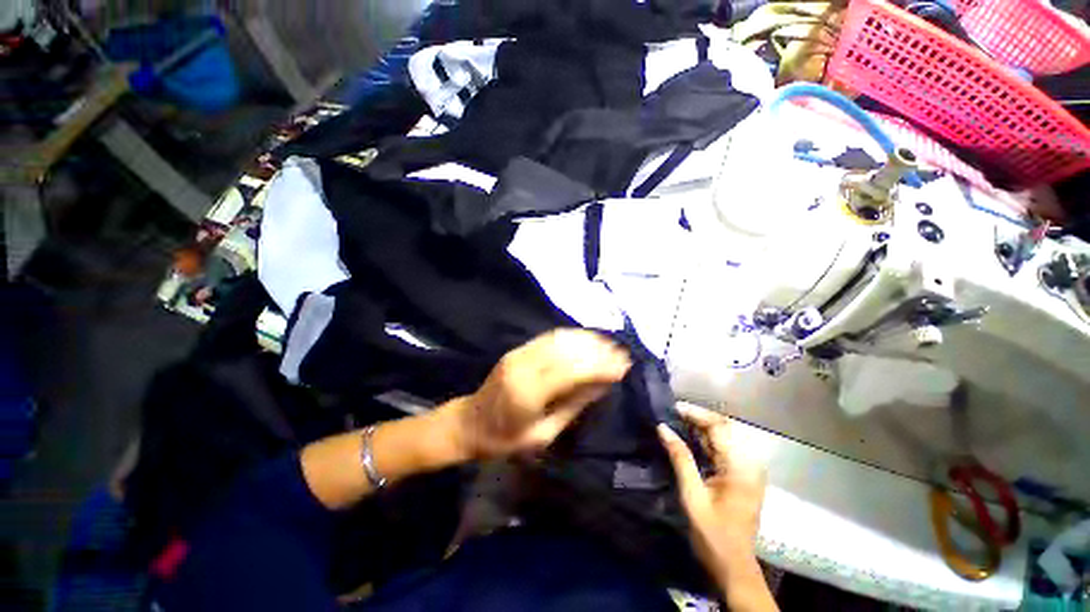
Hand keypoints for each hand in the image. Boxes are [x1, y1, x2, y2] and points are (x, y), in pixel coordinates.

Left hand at [452, 329, 630, 460]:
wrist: (469, 423)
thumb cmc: (505, 439)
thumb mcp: (543, 434)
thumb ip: (573, 406)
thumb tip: (602, 384)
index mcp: (528, 392)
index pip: (572, 371)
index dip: (600, 365)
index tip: (624, 366)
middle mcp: (523, 366)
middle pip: (567, 350)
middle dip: (598, 350)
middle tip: (621, 353)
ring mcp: (519, 354)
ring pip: (559, 338)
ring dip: (586, 339)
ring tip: (609, 344)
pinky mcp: (518, 350)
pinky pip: (549, 337)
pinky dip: (571, 336)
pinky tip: (586, 339)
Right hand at [657, 404, 767, 581]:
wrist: (733, 565)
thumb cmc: (712, 532)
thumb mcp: (692, 495)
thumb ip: (680, 458)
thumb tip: (663, 428)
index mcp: (740, 467)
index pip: (719, 427)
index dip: (696, 413)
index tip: (674, 408)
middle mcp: (748, 463)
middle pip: (725, 428)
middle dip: (699, 417)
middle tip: (674, 413)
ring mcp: (748, 469)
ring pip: (724, 437)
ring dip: (701, 427)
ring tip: (678, 421)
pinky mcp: (743, 475)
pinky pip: (724, 449)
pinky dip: (706, 440)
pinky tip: (690, 438)